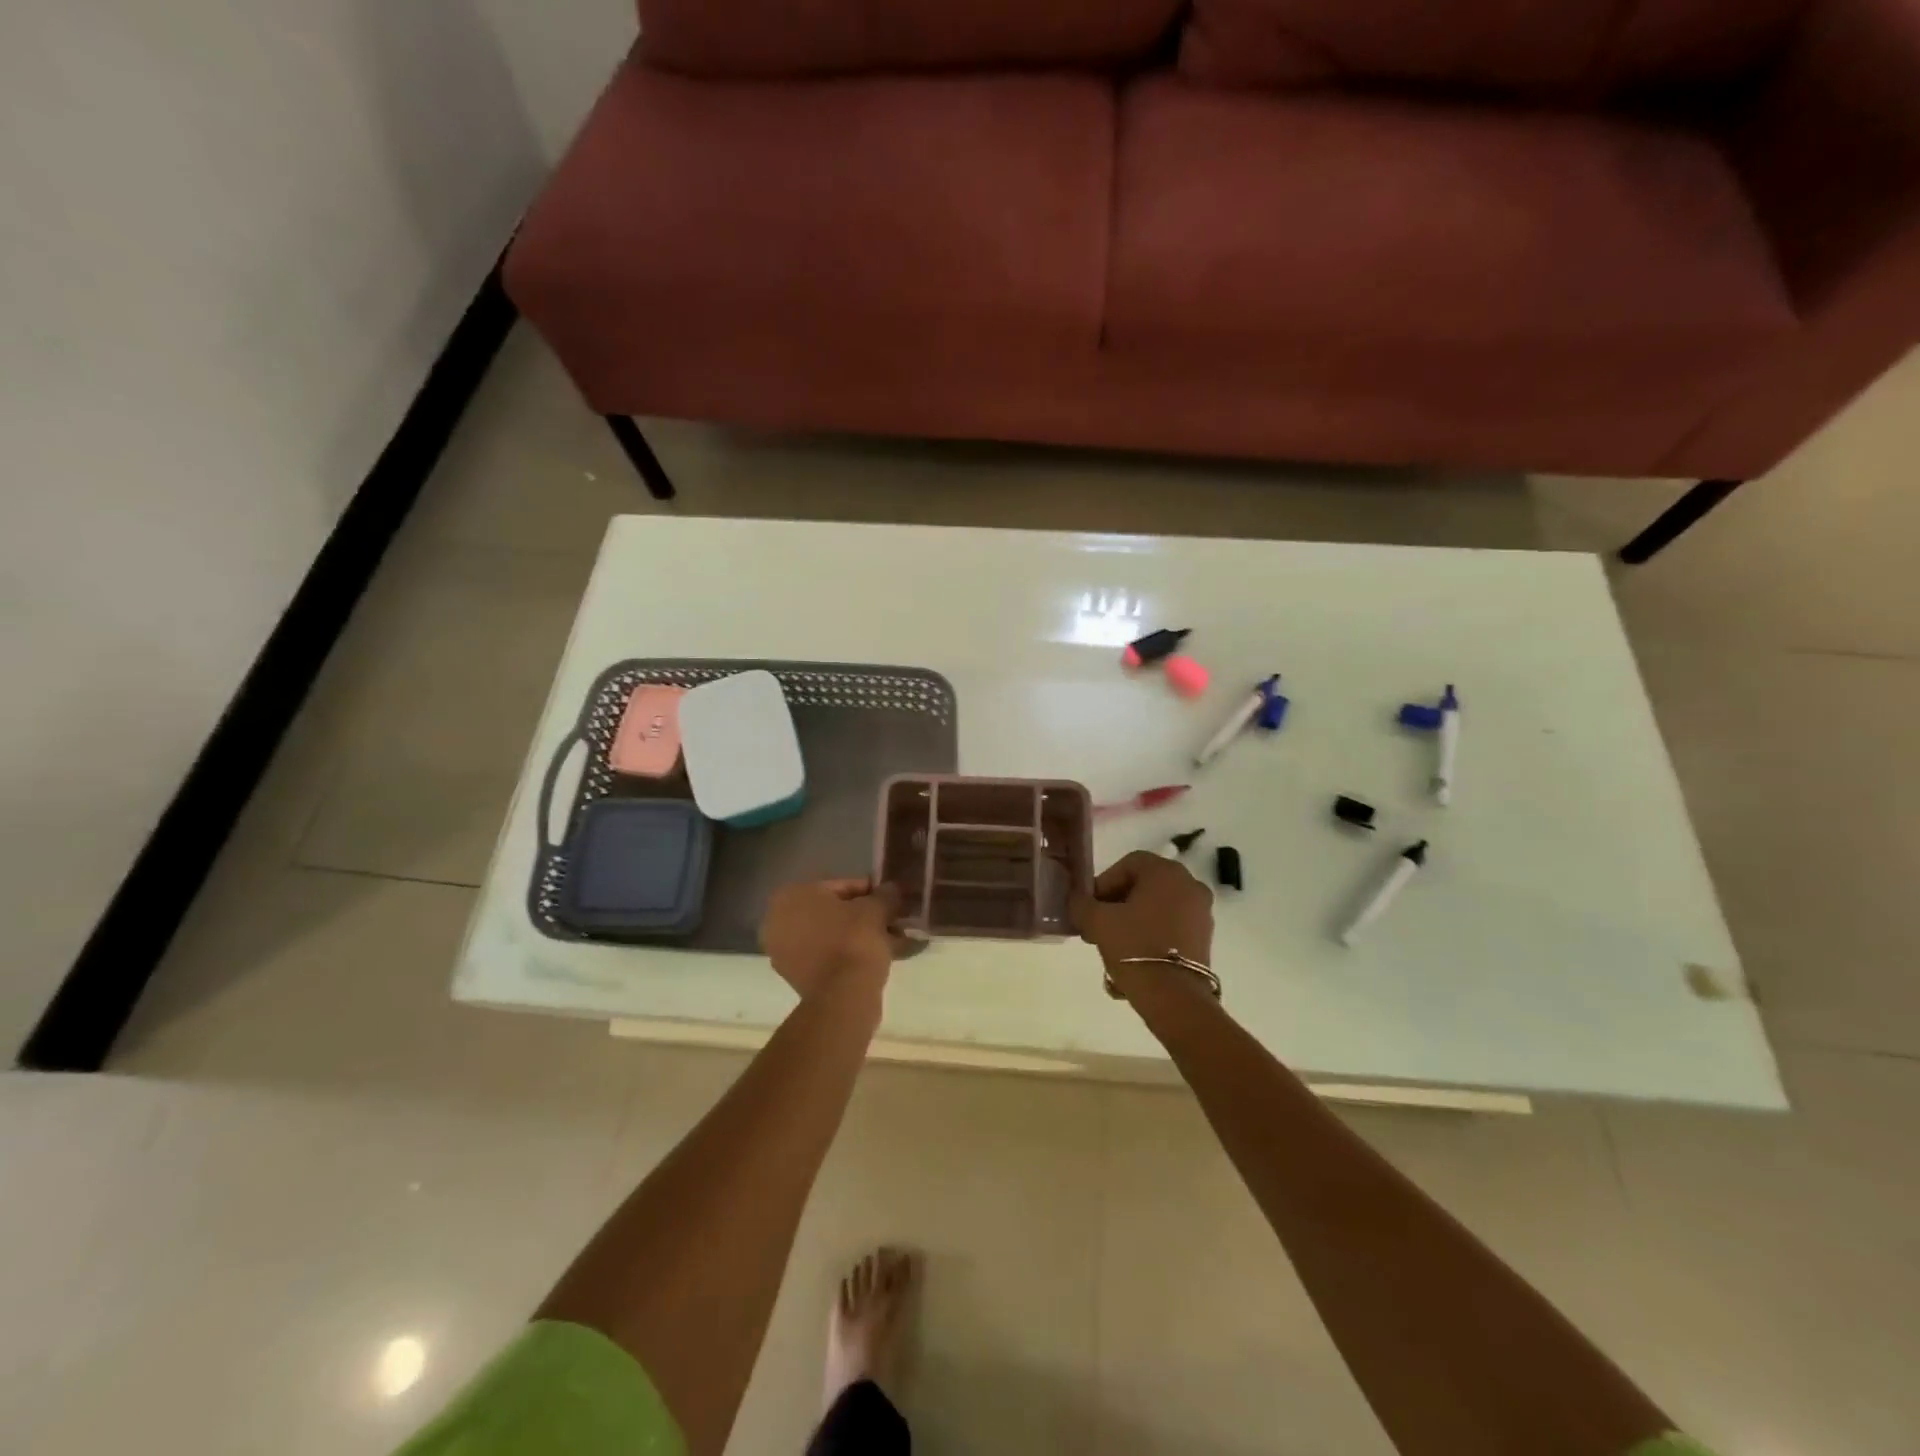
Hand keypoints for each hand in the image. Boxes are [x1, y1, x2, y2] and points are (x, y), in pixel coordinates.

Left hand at [760, 877, 901, 1000]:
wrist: (843, 995)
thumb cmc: (854, 939)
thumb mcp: (876, 908)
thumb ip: (885, 895)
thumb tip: (892, 889)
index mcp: (791, 896)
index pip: (839, 886)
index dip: (870, 892)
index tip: (891, 899)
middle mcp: (779, 922)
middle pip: (834, 912)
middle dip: (866, 916)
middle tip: (894, 920)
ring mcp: (785, 953)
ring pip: (833, 936)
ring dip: (863, 936)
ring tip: (897, 940)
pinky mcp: (797, 978)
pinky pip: (829, 957)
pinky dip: (853, 955)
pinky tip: (885, 956)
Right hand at [1070, 851, 1213, 997]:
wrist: (1173, 996)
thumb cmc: (1134, 947)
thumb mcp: (1097, 922)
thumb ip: (1081, 904)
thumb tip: (1078, 900)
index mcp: (1165, 872)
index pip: (1127, 864)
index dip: (1103, 883)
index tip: (1090, 906)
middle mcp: (1189, 884)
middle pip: (1144, 885)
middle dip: (1117, 902)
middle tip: (1097, 924)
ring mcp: (1201, 911)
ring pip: (1157, 906)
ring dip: (1133, 918)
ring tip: (1113, 943)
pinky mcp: (1205, 936)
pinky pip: (1172, 924)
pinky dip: (1152, 933)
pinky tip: (1134, 954)